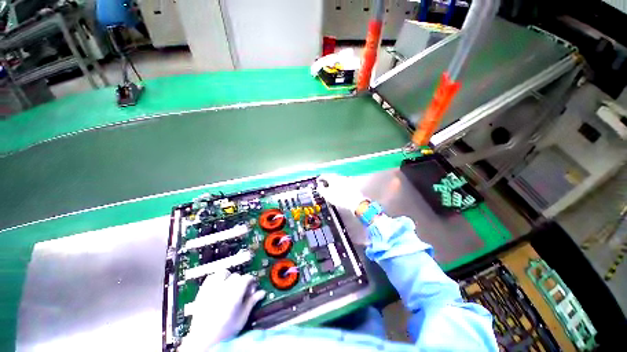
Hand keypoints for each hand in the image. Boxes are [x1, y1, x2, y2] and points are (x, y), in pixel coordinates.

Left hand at [179, 270, 265, 351]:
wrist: (203, 340)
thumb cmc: (225, 331)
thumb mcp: (242, 317)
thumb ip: (252, 302)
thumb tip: (261, 293)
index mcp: (236, 291)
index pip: (247, 278)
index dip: (251, 282)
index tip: (252, 288)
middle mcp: (224, 286)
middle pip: (236, 275)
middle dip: (241, 281)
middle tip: (242, 291)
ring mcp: (212, 288)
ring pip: (223, 273)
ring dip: (228, 277)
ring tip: (229, 286)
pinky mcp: (202, 292)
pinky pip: (210, 278)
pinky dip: (215, 279)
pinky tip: (218, 287)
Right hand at [316, 174, 367, 213]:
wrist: (355, 202)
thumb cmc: (341, 198)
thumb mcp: (327, 195)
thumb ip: (321, 189)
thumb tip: (319, 187)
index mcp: (332, 178)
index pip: (323, 175)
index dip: (319, 179)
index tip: (318, 181)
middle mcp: (339, 177)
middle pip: (331, 176)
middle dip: (327, 180)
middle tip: (324, 185)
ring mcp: (346, 179)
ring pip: (338, 179)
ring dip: (334, 183)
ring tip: (332, 189)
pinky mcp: (351, 184)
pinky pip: (343, 183)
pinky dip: (340, 185)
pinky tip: (340, 190)